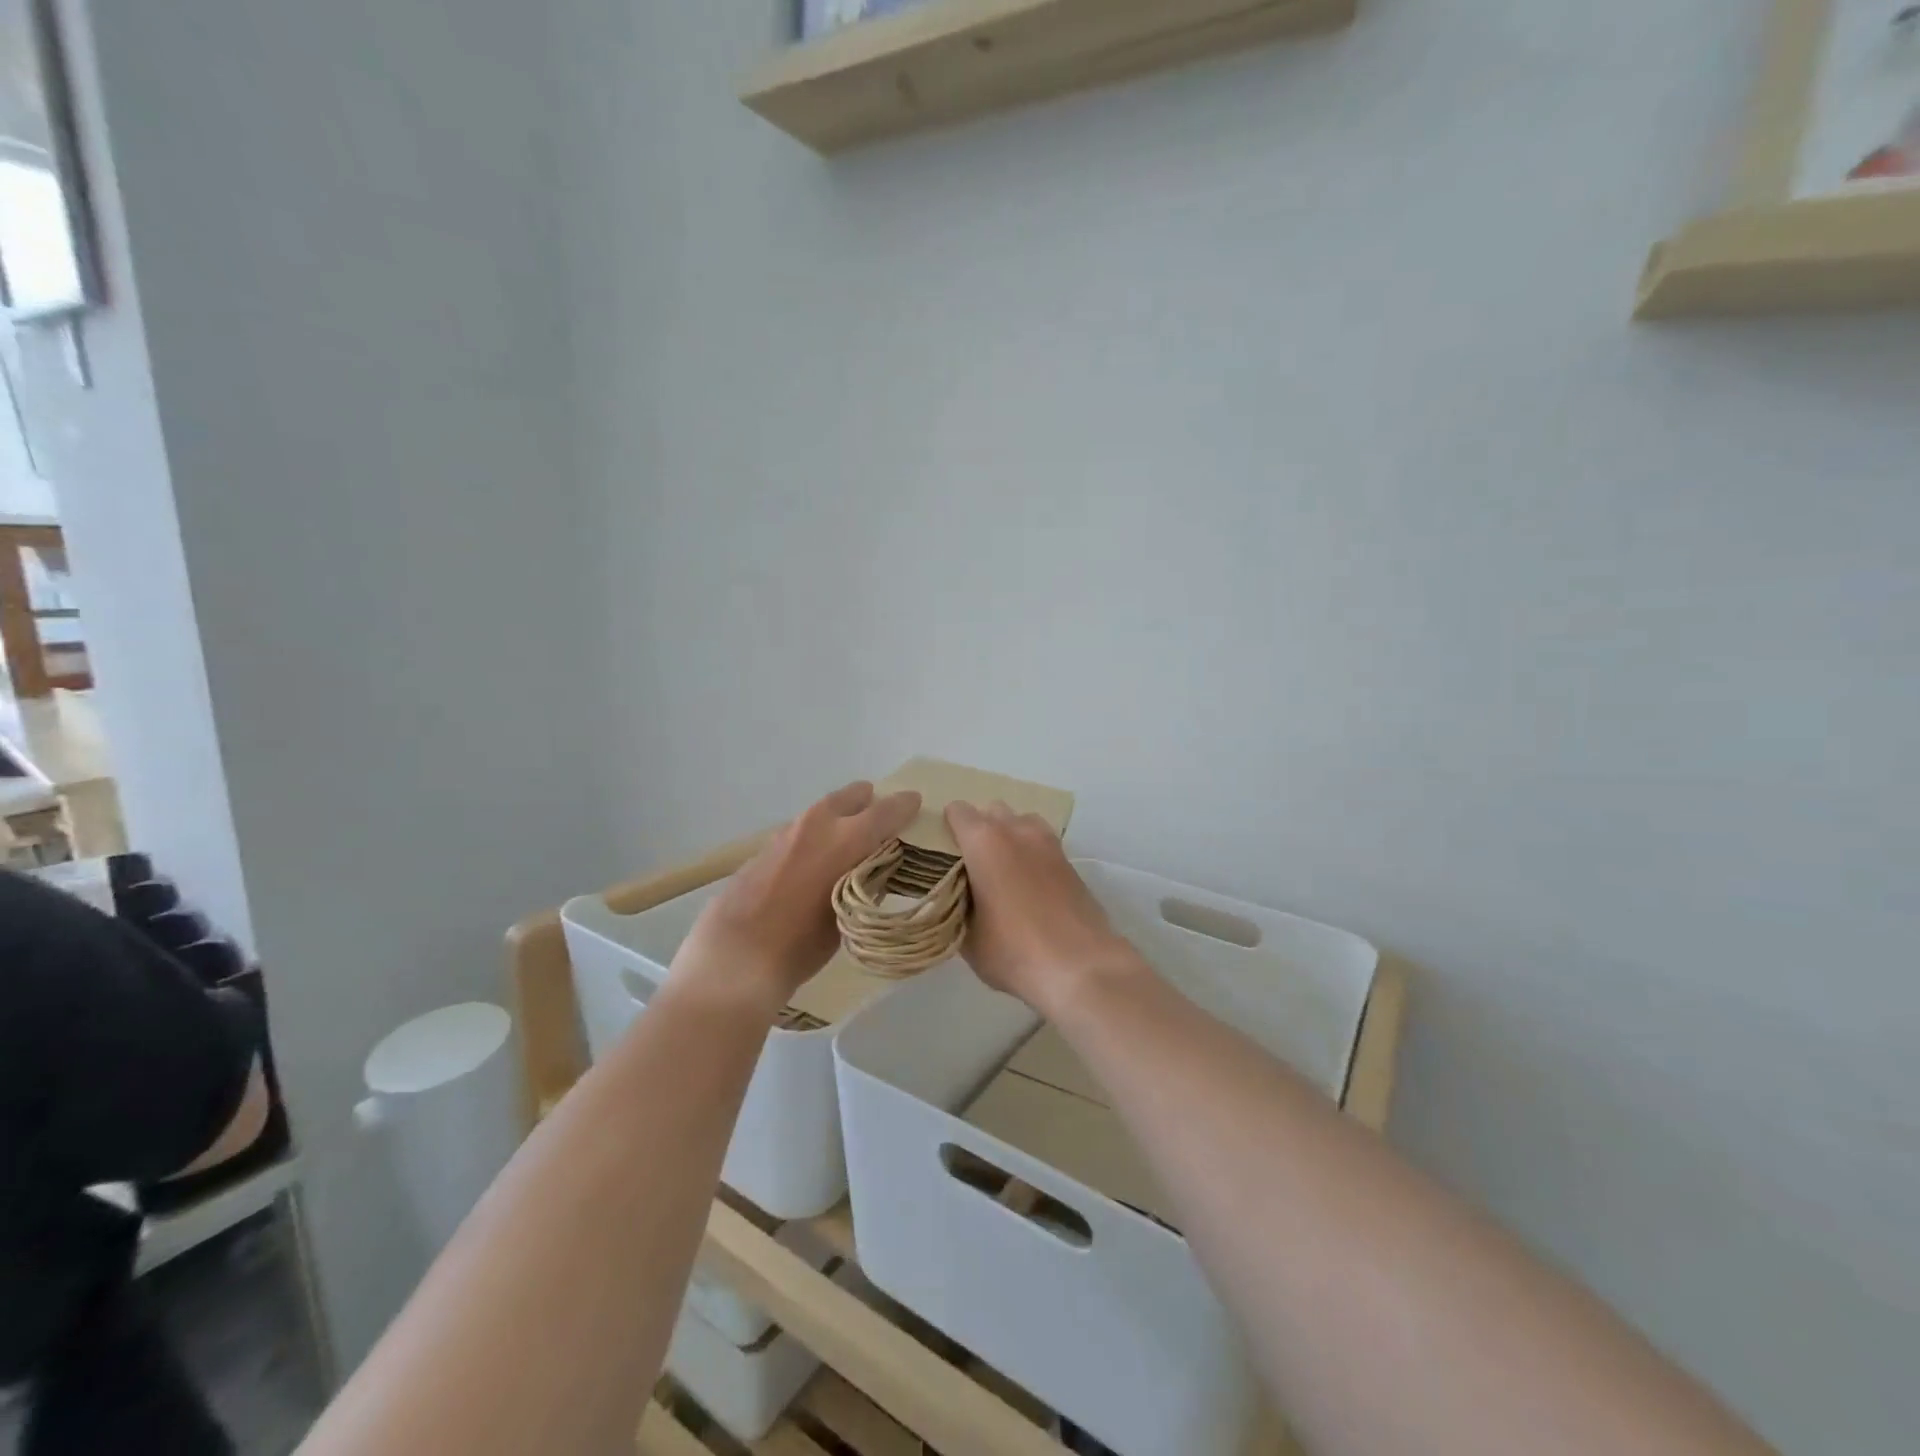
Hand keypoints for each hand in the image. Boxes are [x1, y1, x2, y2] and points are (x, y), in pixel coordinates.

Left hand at [675, 782, 920, 1012]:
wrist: (736, 957)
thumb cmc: (802, 944)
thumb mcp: (848, 915)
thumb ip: (863, 882)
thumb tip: (871, 869)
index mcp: (846, 839)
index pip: (885, 810)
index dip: (904, 806)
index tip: (915, 802)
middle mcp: (817, 825)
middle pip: (850, 796)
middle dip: (868, 802)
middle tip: (880, 814)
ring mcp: (785, 834)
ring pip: (821, 813)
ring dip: (838, 819)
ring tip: (848, 839)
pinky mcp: (763, 849)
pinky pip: (799, 833)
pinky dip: (813, 839)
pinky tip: (813, 862)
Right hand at [945, 801, 1144, 1018]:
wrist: (1080, 966)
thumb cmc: (1014, 951)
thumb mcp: (968, 938)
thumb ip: (955, 907)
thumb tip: (957, 899)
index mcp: (984, 842)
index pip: (957, 811)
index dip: (946, 829)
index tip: (942, 855)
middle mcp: (1016, 830)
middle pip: (991, 811)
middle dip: (979, 830)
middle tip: (972, 866)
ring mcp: (1048, 843)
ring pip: (1021, 822)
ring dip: (1009, 836)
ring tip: (1003, 872)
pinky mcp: (1070, 861)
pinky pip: (1042, 843)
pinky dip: (1031, 854)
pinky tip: (1028, 886)